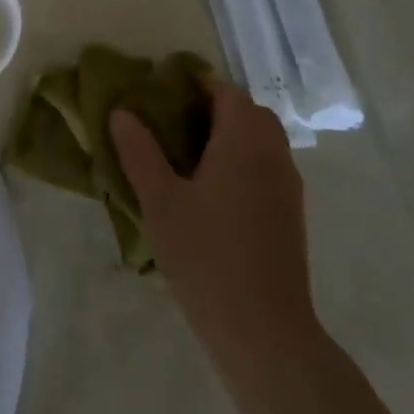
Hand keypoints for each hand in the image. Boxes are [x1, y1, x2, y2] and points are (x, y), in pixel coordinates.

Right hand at [111, 78, 318, 361]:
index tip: (161, 92)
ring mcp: (288, 186)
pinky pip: (266, 167)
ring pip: (261, 140)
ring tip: (186, 155)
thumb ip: (139, 151)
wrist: (264, 330)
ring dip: (230, 134)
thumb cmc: (206, 256)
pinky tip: (211, 190)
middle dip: (213, 107)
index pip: (225, 91)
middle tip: (171, 121)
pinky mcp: (290, 214)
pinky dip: (242, 161)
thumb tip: (122, 112)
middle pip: (248, 112)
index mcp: (244, 141)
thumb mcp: (159, 201)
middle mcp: (274, 154)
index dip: (195, 84)